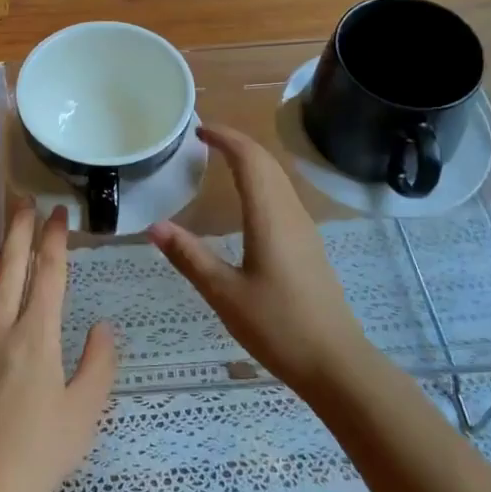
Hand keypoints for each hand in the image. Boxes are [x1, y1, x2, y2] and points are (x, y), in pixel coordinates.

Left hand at [0, 205, 116, 491]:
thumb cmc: (41, 452)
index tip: (59, 213)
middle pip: (9, 269)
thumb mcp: (86, 410)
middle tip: (22, 202)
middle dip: (18, 231)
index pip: (49, 274)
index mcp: (37, 336)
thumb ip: (99, 363)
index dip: (55, 239)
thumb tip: (102, 327)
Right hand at [149, 123, 369, 394]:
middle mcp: (290, 214)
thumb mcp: (224, 293)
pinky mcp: (308, 246)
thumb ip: (189, 256)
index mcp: (269, 217)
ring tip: (220, 160)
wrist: (336, 362)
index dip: (225, 137)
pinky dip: (261, 182)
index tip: (198, 129)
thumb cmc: (278, 326)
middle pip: (267, 163)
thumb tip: (154, 226)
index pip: (249, 159)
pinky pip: (283, 197)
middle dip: (237, 143)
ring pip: (278, 179)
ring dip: (251, 161)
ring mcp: (304, 229)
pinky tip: (246, 201)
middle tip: (203, 139)